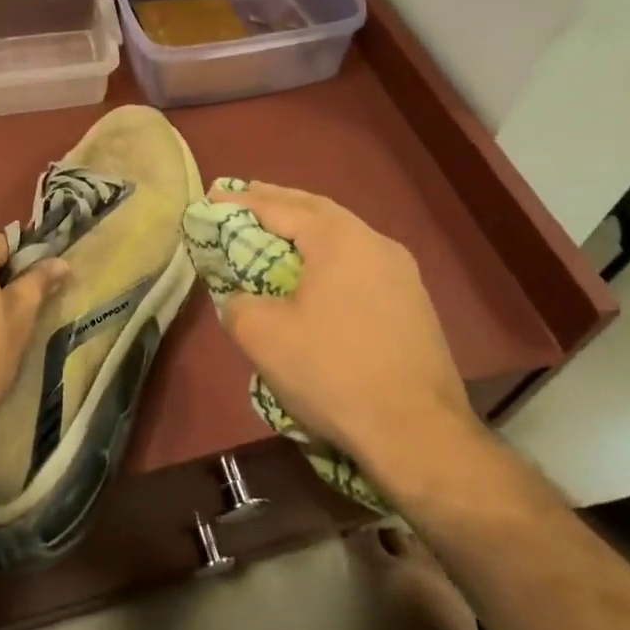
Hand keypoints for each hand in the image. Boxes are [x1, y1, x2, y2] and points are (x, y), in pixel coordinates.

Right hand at [217, 183, 486, 481]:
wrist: (417, 432)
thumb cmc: (332, 372)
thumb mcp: (262, 336)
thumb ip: (238, 302)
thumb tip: (242, 298)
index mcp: (338, 239)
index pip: (278, 207)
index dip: (240, 200)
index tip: (211, 197)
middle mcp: (374, 242)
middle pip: (316, 210)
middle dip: (277, 202)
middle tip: (243, 197)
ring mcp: (401, 272)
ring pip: (343, 235)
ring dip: (306, 227)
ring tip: (277, 229)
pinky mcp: (413, 302)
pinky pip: (360, 262)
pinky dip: (328, 255)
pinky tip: (318, 272)